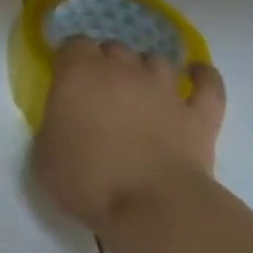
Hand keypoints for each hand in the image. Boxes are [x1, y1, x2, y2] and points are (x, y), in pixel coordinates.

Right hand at [32, 38, 224, 233]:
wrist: (151, 208)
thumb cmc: (87, 180)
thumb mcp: (44, 155)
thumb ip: (51, 126)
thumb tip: (62, 122)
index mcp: (79, 72)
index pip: (73, 44)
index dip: (70, 60)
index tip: (67, 79)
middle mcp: (122, 69)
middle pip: (114, 47)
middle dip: (108, 63)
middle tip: (102, 91)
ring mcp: (164, 89)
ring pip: (156, 60)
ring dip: (147, 69)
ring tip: (142, 88)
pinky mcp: (198, 114)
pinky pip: (208, 84)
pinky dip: (203, 77)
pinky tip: (198, 75)